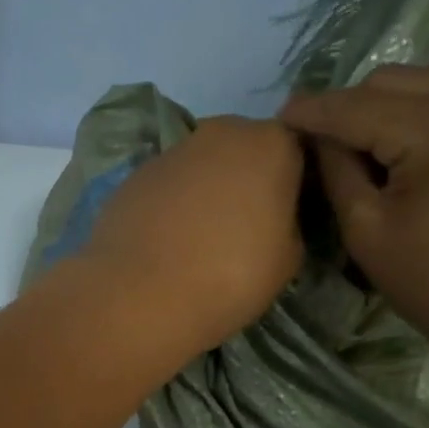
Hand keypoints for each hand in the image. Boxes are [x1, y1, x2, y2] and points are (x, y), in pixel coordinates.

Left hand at [78, 117, 304, 357]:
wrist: (140, 295)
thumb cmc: (230, 276)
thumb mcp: (288, 259)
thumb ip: (288, 222)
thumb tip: (274, 218)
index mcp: (270, 144)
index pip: (296, 149)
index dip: (293, 181)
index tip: (288, 214)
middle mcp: (220, 133)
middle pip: (243, 149)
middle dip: (246, 179)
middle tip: (245, 226)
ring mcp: (170, 152)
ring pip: (200, 165)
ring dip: (204, 191)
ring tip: (200, 239)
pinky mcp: (133, 177)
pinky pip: (165, 187)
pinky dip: (169, 206)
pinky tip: (165, 243)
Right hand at [280, 64, 428, 365]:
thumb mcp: (368, 232)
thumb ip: (337, 171)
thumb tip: (319, 136)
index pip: (355, 106)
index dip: (311, 111)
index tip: (279, 117)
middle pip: (390, 80)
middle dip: (348, 106)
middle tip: (322, 144)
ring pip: (424, 80)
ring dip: (385, 105)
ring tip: (363, 146)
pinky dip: (422, 110)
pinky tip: (407, 146)